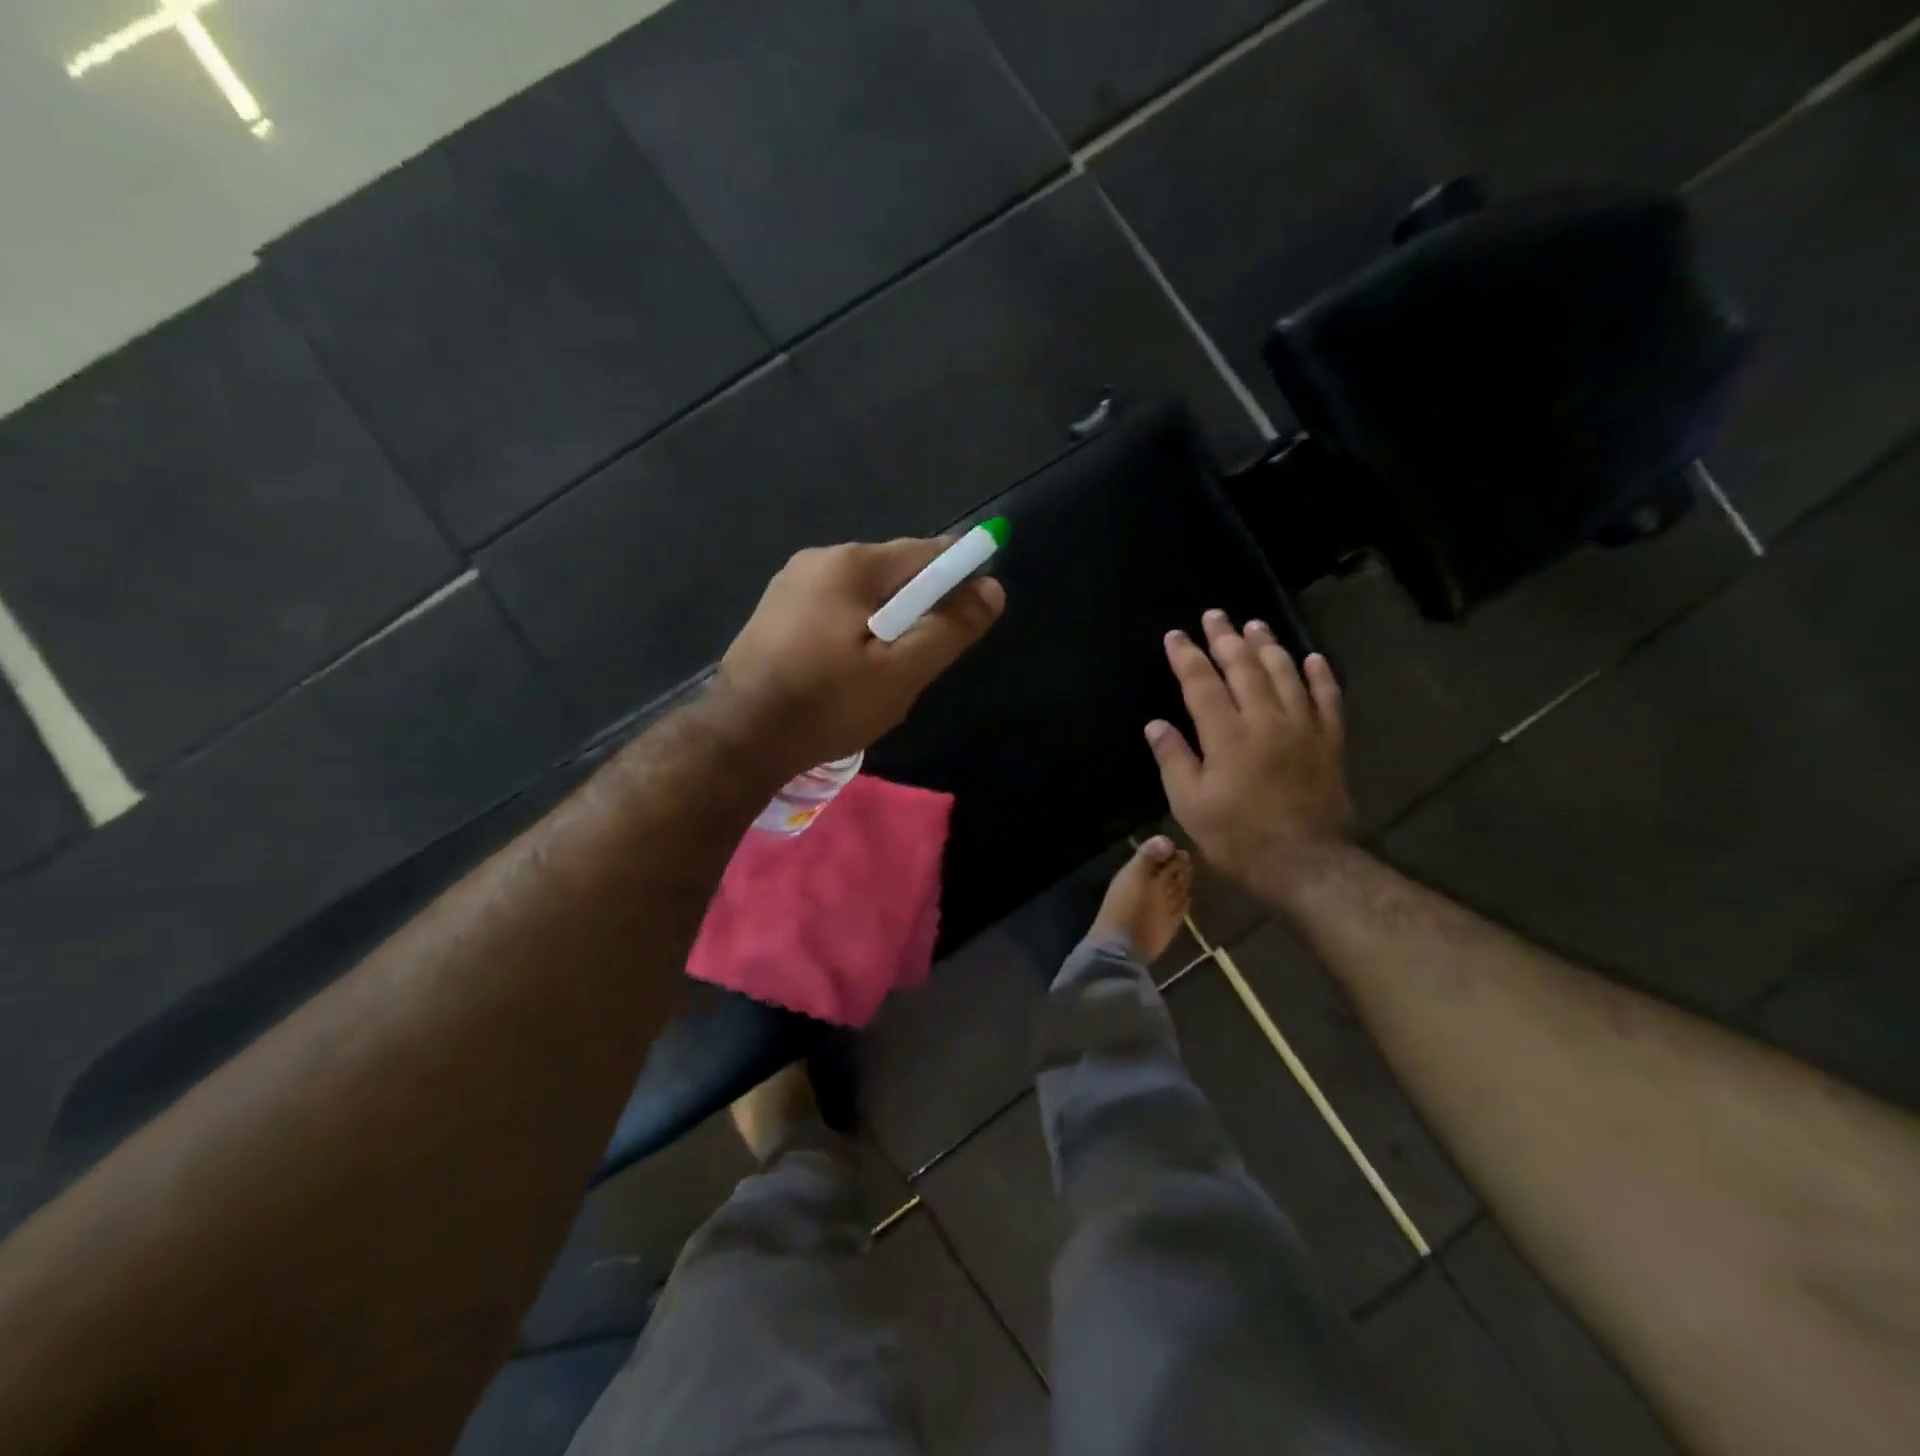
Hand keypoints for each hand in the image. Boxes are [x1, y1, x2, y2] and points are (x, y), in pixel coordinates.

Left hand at [713, 539, 1004, 781]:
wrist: (740, 738)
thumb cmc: (827, 703)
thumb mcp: (901, 671)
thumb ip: (949, 628)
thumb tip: (992, 588)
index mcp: (851, 564)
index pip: (927, 553)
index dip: (959, 577)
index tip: (972, 615)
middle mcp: (818, 559)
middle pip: (894, 573)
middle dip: (918, 609)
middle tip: (919, 662)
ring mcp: (790, 584)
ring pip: (864, 596)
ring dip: (886, 625)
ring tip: (882, 676)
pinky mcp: (775, 613)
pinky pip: (835, 611)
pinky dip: (854, 633)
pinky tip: (846, 674)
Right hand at [1145, 610, 1352, 884]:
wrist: (1307, 865)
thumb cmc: (1239, 839)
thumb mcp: (1190, 806)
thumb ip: (1174, 760)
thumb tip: (1155, 724)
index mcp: (1227, 735)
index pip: (1201, 683)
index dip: (1187, 656)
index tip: (1176, 635)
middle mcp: (1265, 721)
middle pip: (1244, 669)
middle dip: (1226, 639)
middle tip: (1216, 615)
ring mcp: (1302, 729)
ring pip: (1285, 675)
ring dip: (1268, 647)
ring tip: (1255, 625)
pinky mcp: (1329, 743)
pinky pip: (1328, 700)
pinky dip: (1321, 677)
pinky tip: (1313, 659)